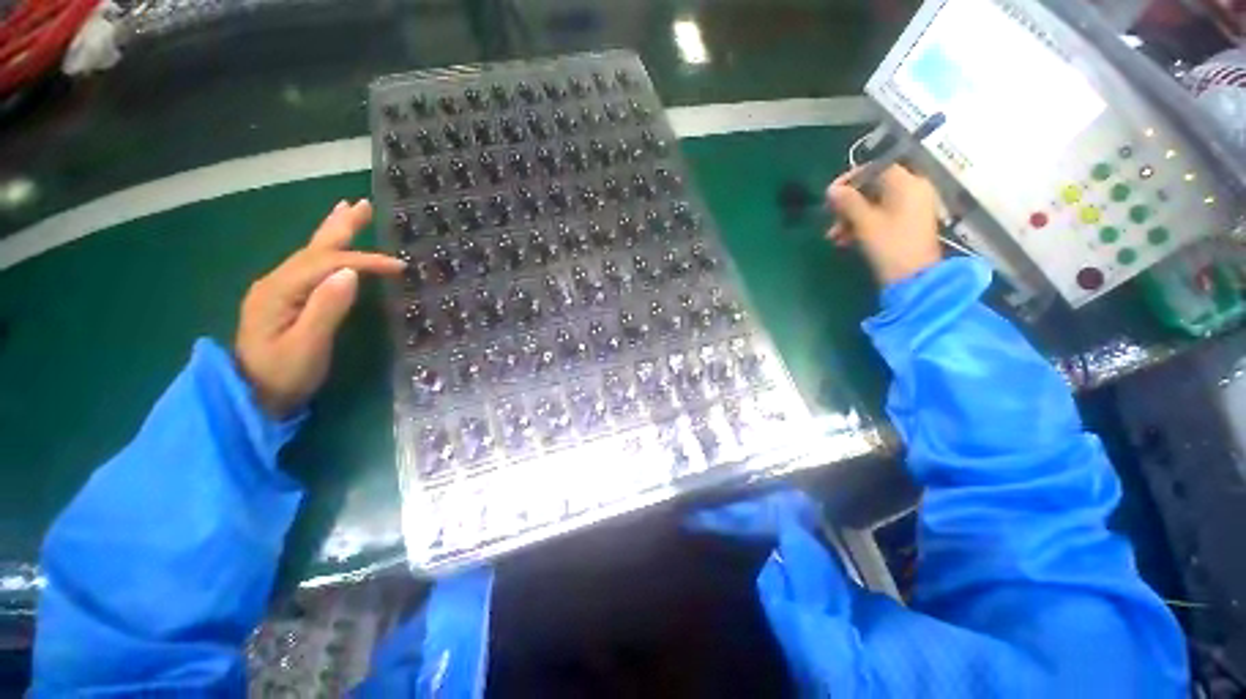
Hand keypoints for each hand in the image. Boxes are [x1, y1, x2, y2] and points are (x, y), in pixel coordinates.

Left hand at [235, 200, 405, 417]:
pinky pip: (311, 267)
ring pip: (311, 253)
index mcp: (279, 290)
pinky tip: (334, 247)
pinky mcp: (286, 299)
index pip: (327, 264)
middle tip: (362, 204)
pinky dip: (328, 251)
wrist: (252, 396)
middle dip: (340, 226)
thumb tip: (351, 273)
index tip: (398, 266)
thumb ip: (327, 308)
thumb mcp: (308, 345)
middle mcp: (276, 282)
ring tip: (348, 211)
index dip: (364, 261)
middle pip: (314, 248)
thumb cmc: (283, 375)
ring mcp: (279, 290)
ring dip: (333, 232)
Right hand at [825, 165, 942, 284]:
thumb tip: (831, 189)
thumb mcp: (865, 223)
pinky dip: (863, 225)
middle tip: (830, 218)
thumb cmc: (890, 246)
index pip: (876, 169)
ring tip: (833, 237)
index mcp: (907, 184)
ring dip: (851, 218)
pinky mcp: (907, 224)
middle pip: (874, 188)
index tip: (830, 195)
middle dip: (848, 204)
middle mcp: (913, 190)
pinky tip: (845, 241)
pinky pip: (881, 216)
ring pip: (874, 204)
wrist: (914, 279)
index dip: (850, 179)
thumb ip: (848, 203)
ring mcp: (911, 208)